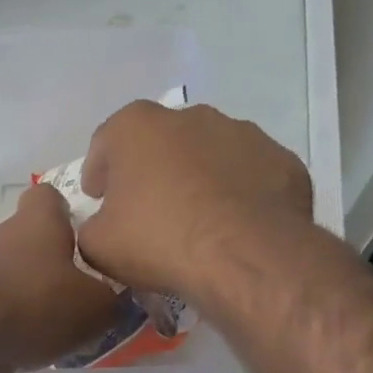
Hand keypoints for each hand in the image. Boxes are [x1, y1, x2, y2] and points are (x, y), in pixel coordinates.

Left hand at [0, 183, 122, 372]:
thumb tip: (115, 301)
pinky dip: (2, 327)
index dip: (65, 211)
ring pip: (5, 278)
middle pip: (26, 243)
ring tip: (52, 333)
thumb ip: (112, 302)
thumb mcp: (95, 308)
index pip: (47, 197)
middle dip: (48, 267)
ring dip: (25, 300)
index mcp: (35, 224)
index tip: (82, 236)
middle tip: (77, 298)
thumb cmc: (33, 307)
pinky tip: (20, 352)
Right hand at [78, 101, 314, 301]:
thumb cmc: (158, 240)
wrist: (245, 255)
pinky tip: (232, 227)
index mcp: (136, 127)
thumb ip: (91, 226)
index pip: (105, 142)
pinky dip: (237, 194)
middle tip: (145, 210)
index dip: (97, 172)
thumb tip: (102, 224)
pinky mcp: (281, 160)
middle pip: (159, 142)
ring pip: (207, 154)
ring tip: (194, 221)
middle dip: (150, 170)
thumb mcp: (98, 245)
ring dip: (196, 178)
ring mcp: (243, 133)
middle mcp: (190, 117)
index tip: (98, 198)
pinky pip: (247, 176)